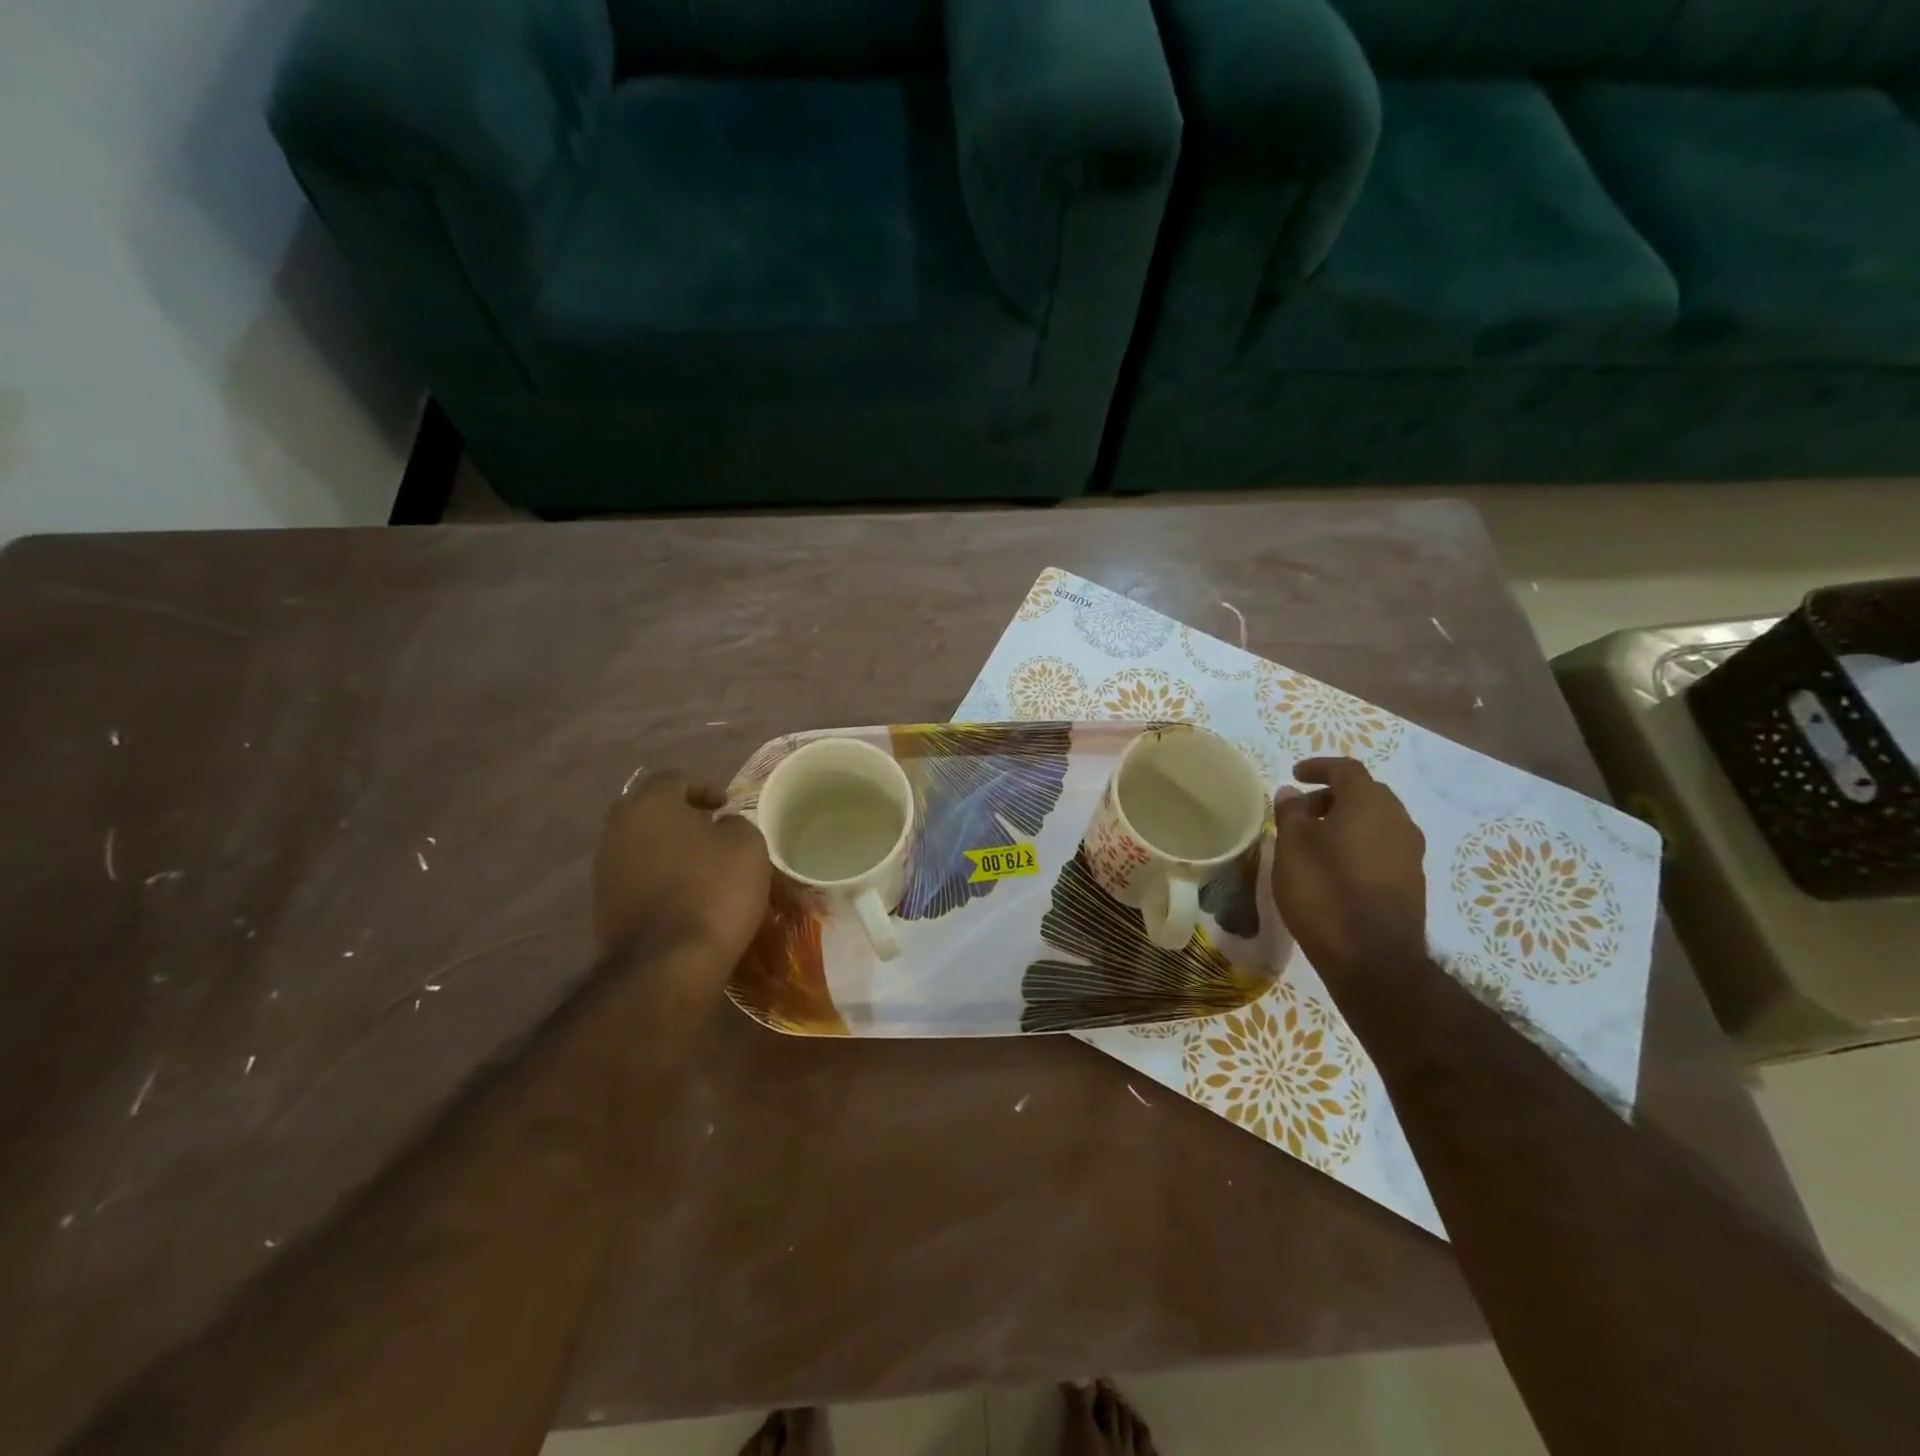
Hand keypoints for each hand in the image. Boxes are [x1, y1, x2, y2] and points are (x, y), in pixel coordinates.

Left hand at [592, 772, 771, 973]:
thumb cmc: (714, 890)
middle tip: (710, 832)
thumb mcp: (747, 845)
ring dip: (666, 848)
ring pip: (639, 844)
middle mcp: (617, 829)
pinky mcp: (602, 905)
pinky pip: (634, 877)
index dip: (704, 788)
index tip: (726, 808)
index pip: (674, 778)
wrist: (668, 963)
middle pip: (649, 810)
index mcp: (649, 804)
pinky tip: (682, 896)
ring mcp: (604, 869)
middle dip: (679, 816)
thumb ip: (735, 823)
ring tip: (699, 867)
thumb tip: (721, 826)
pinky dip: (656, 878)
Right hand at [1270, 757, 1427, 980]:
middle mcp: (1398, 820)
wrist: (1372, 958)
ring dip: (1346, 821)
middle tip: (1301, 810)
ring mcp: (1410, 853)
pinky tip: (1335, 867)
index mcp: (1369, 803)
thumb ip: (1291, 812)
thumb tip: (1293, 793)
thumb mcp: (1292, 846)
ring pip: (1376, 822)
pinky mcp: (1411, 882)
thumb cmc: (1324, 890)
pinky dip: (1358, 844)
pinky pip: (1382, 847)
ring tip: (1314, 840)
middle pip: (1365, 794)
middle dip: (1332, 796)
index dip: (1319, 767)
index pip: (1346, 769)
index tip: (1294, 775)